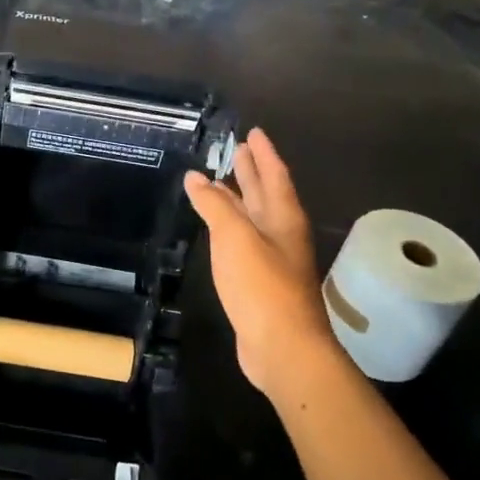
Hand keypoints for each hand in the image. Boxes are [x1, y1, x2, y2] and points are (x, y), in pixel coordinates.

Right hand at [184, 128, 337, 398]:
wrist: (282, 347)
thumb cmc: (261, 286)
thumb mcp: (235, 238)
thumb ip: (215, 205)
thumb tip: (197, 177)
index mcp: (283, 218)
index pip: (274, 176)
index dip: (263, 154)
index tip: (253, 132)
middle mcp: (282, 235)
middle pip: (267, 195)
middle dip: (252, 172)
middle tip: (238, 150)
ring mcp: (274, 260)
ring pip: (255, 219)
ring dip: (241, 199)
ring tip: (223, 183)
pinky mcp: (262, 282)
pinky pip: (245, 242)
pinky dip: (232, 227)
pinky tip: (221, 231)